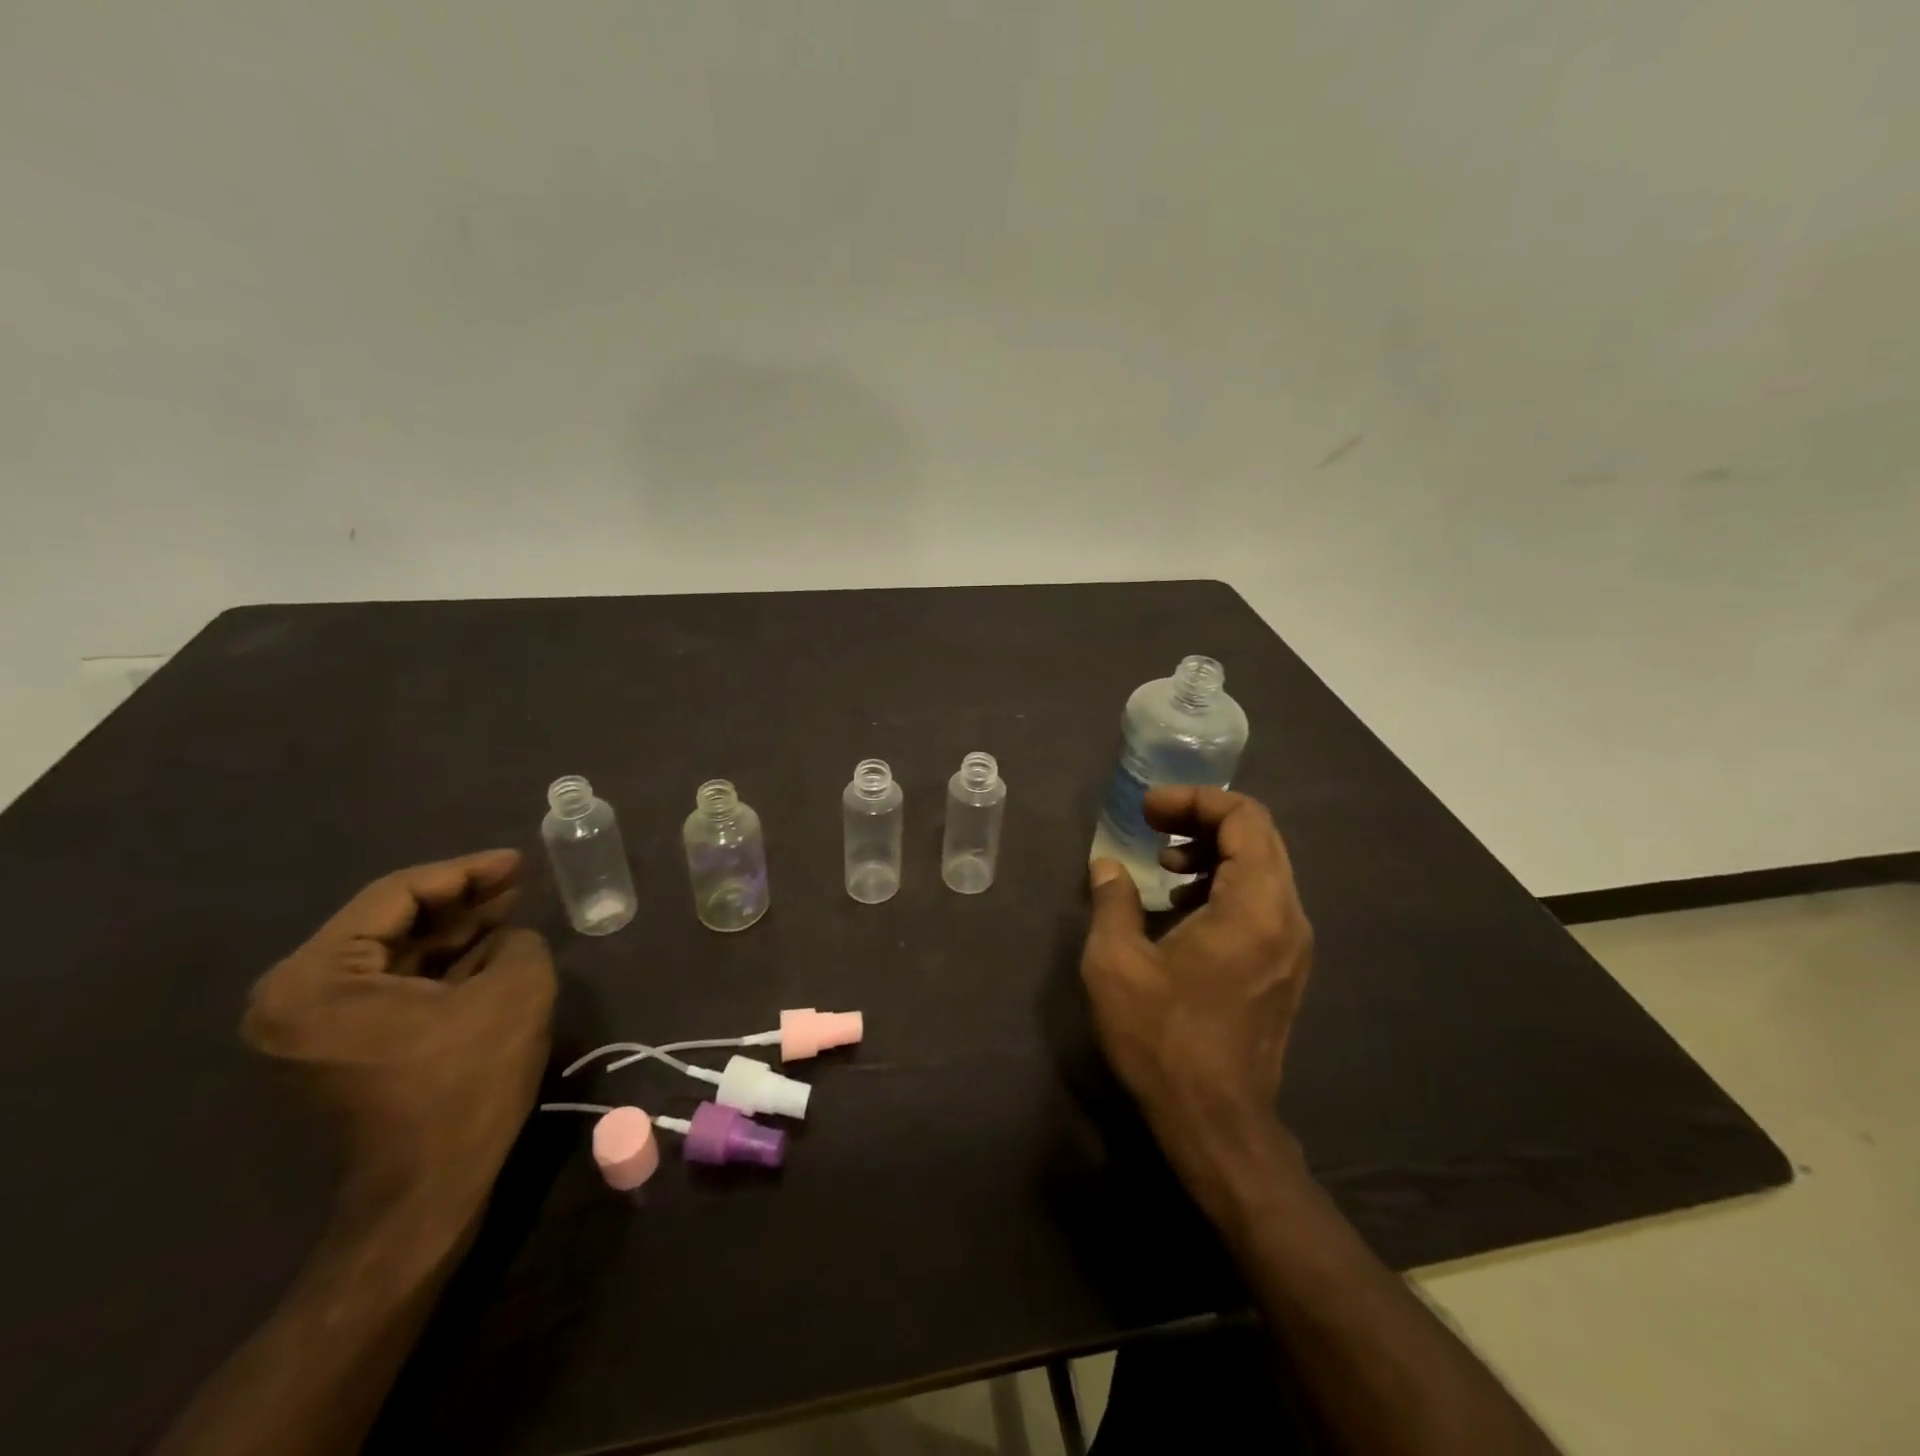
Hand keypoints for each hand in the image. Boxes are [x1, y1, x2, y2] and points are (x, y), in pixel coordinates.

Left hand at [241, 851, 557, 1214]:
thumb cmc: (464, 1086)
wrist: (427, 1193)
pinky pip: (391, 987)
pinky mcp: (338, 1049)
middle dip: (461, 900)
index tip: (519, 861)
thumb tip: (506, 937)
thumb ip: (516, 940)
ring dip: (454, 931)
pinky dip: (440, 966)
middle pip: (389, 923)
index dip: (466, 872)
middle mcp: (294, 998)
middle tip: (518, 881)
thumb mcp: (514, 992)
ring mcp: (310, 1028)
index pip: (396, 895)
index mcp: (316, 979)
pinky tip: (490, 949)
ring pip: (394, 955)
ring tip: (512, 908)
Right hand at [1081, 788, 1312, 1154]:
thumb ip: (1113, 901)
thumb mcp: (1117, 964)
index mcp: (1256, 906)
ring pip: (1263, 868)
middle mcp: (1288, 917)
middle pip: (1258, 837)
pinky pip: (1263, 901)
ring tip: (1165, 865)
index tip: (1148, 809)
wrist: (1217, 1123)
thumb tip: (1107, 866)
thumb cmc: (1164, 1039)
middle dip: (1202, 819)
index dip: (1194, 799)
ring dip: (1214, 852)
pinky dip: (1225, 884)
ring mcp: (1293, 945)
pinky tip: (1183, 908)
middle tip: (1152, 824)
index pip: (1244, 818)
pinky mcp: (1286, 968)